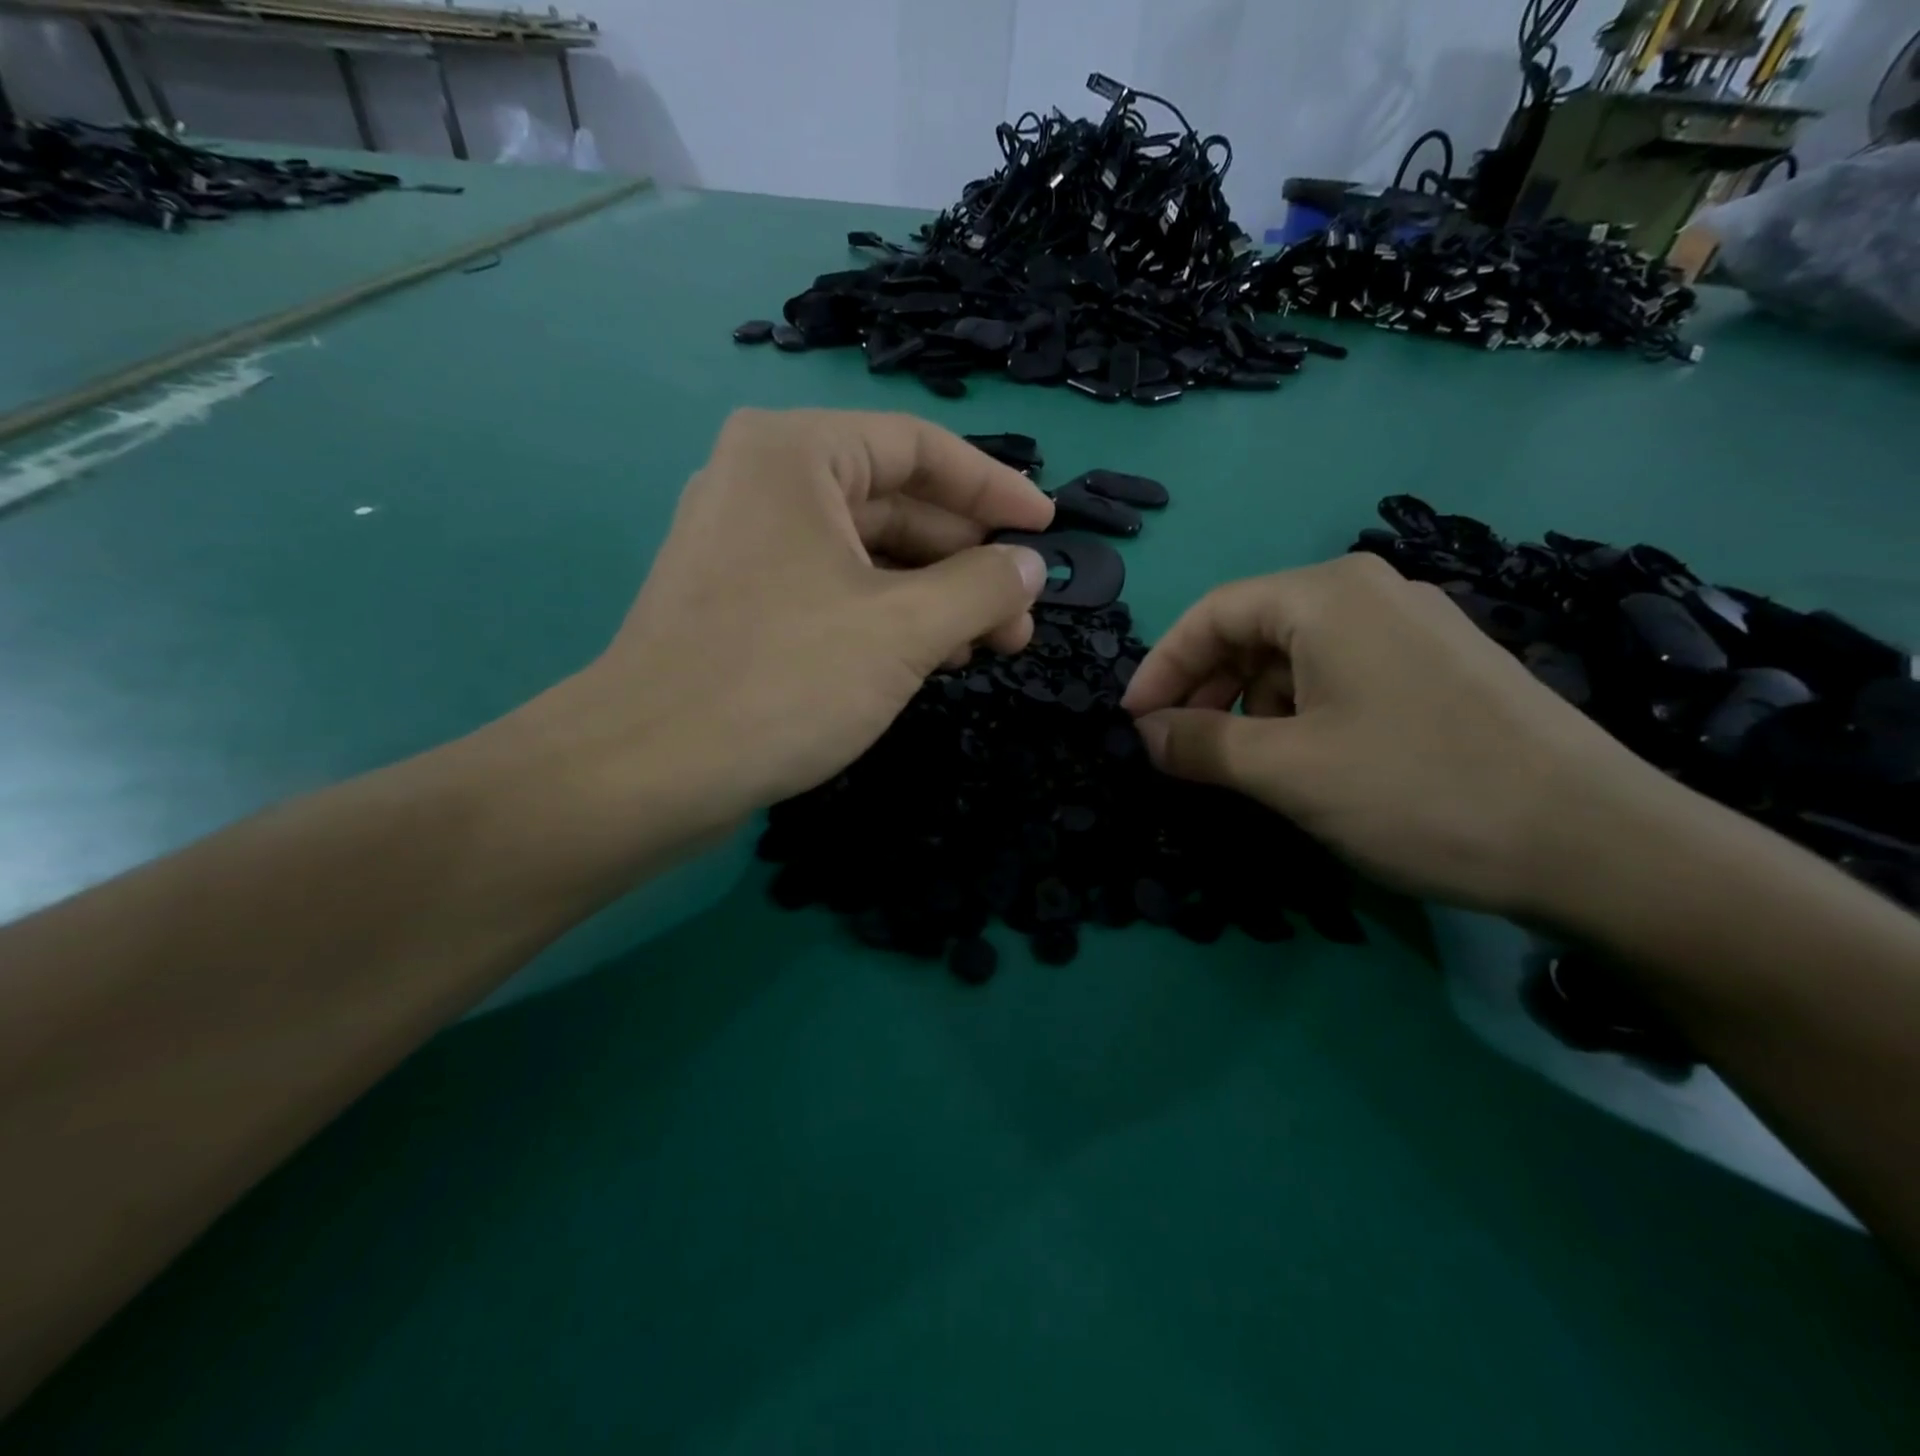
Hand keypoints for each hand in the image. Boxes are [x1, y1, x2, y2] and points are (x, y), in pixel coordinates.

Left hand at [524, 409, 1053, 837]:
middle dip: (969, 557)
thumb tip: (1031, 567)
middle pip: (896, 502)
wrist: (648, 771)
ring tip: (992, 642)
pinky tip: (934, 656)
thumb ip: (982, 586)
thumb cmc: (783, 679)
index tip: (1048, 528)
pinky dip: (890, 617)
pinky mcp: (742, 603)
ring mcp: (748, 545)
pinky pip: (835, 590)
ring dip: (936, 594)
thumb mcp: (904, 629)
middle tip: (1024, 610)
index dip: (994, 487)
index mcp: (796, 454)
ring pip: (868, 553)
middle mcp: (765, 483)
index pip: (919, 448)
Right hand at [1121, 553, 1676, 917]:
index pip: (1211, 613)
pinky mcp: (1443, 667)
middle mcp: (1371, 592)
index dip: (1161, 667)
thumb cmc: (1418, 791)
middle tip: (1181, 749)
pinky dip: (1301, 712)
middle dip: (1206, 688)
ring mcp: (1414, 628)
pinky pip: (1342, 674)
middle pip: (1253, 629)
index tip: (1132, 723)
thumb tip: (1146, 733)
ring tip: (1244, 764)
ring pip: (1297, 655)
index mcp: (1327, 595)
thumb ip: (1201, 744)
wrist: (1596, 843)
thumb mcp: (1286, 771)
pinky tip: (1306, 760)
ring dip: (1252, 706)